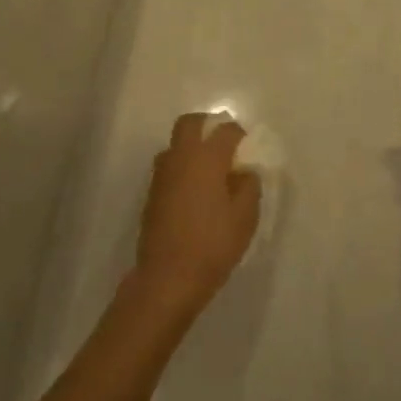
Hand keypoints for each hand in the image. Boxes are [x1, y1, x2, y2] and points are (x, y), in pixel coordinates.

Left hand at [133, 114, 261, 317]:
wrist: (167, 278)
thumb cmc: (212, 244)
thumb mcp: (245, 217)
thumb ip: (249, 186)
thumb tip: (244, 172)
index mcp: (206, 157)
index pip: (226, 129)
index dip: (240, 135)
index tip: (249, 150)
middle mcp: (181, 156)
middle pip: (190, 123)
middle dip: (208, 125)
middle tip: (224, 146)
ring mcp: (162, 174)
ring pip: (175, 144)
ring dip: (192, 147)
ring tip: (209, 171)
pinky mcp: (152, 193)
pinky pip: (169, 166)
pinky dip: (182, 167)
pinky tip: (194, 192)